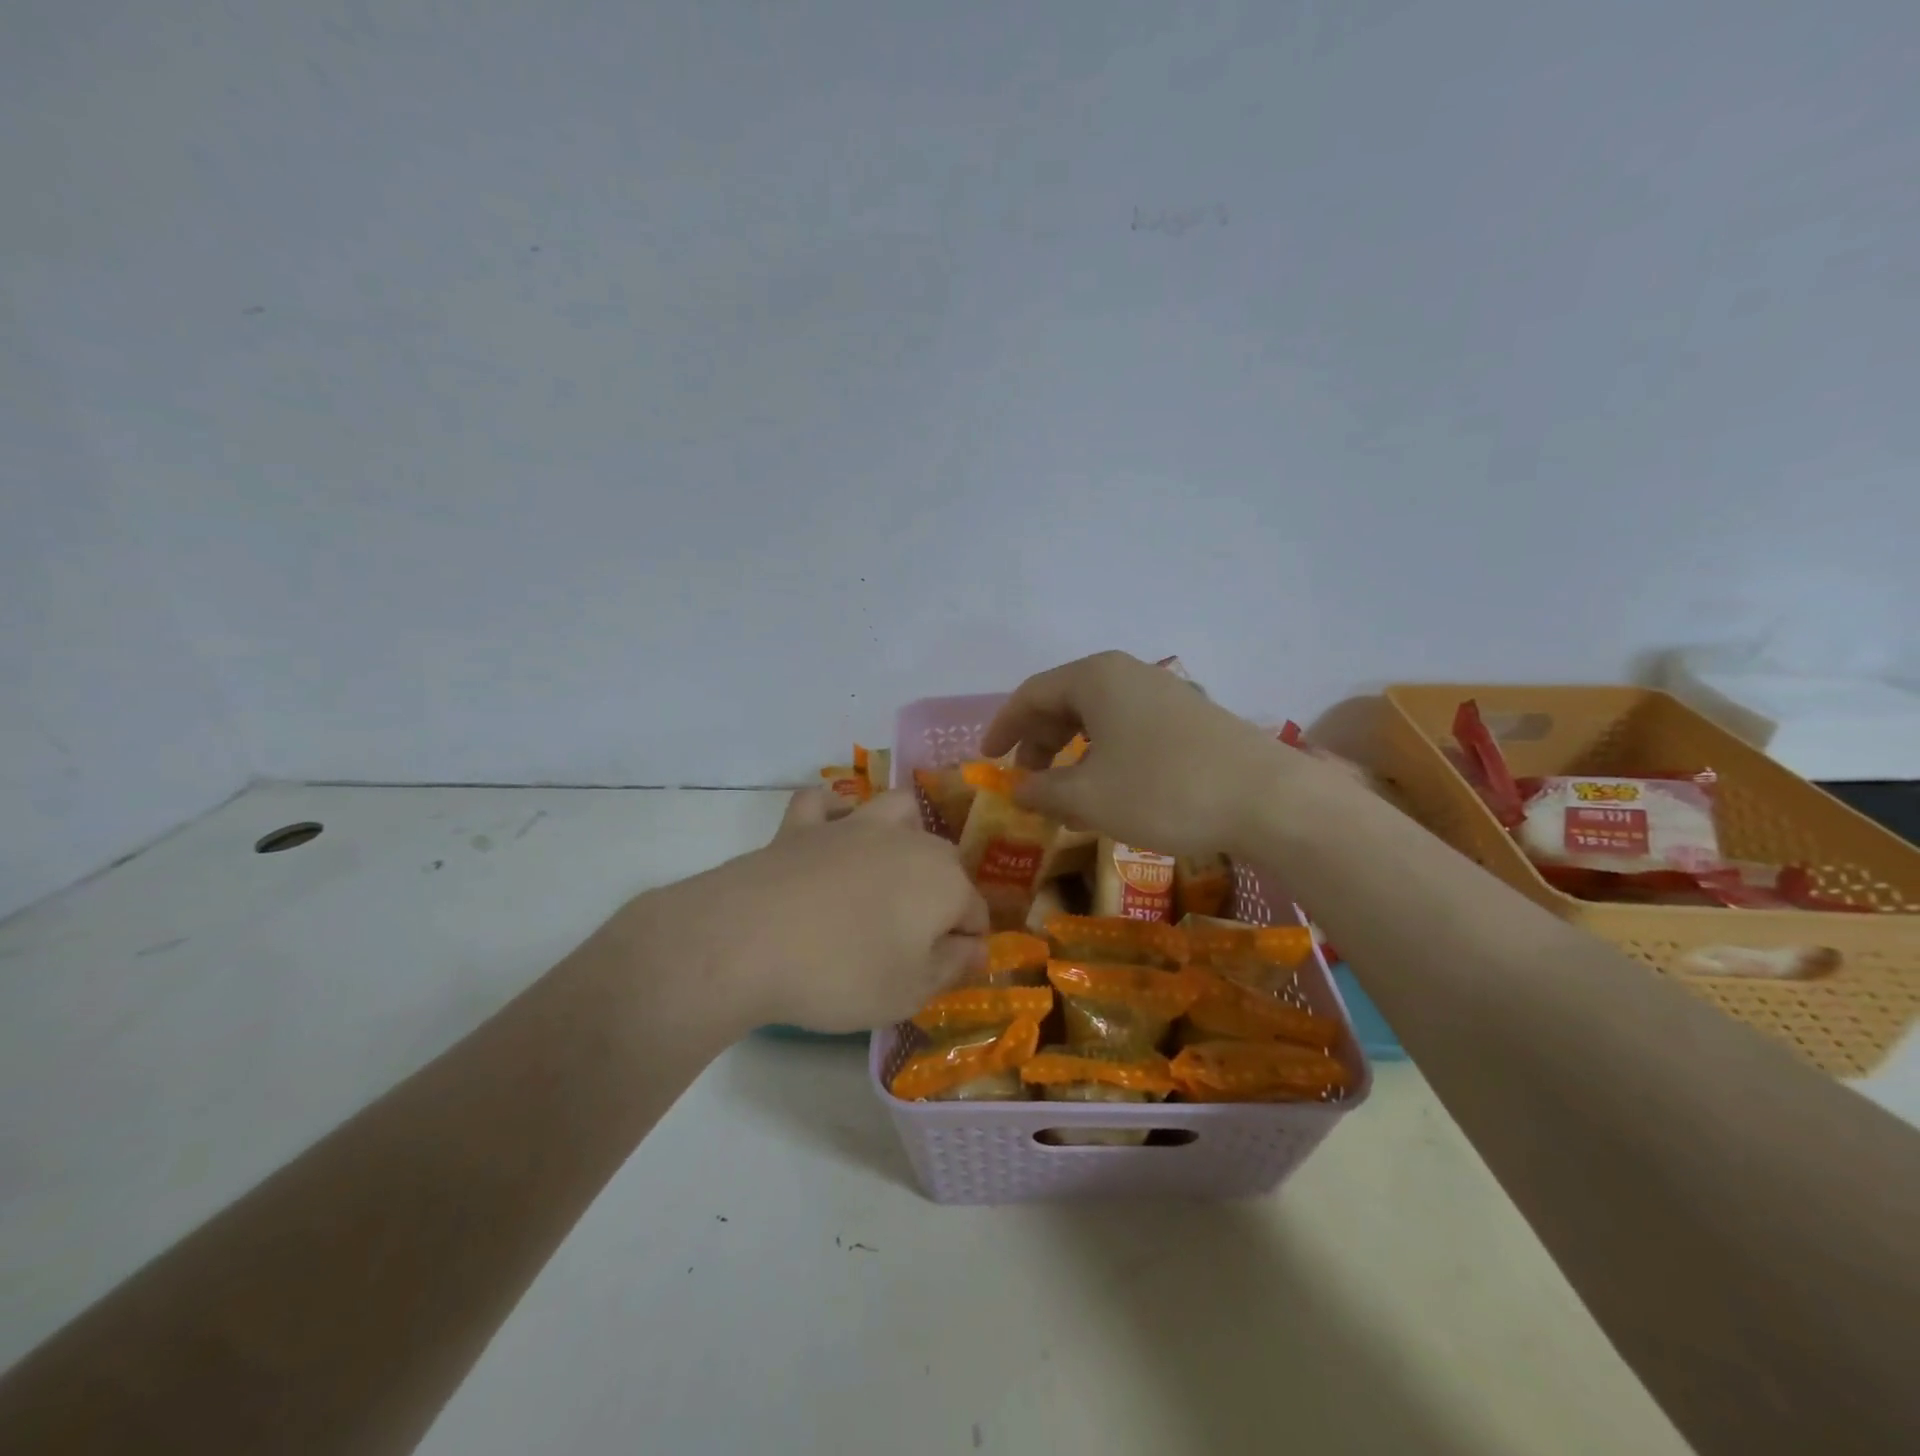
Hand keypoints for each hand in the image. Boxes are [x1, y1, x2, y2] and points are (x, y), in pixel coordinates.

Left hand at [622, 789, 988, 1033]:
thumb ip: (952, 967)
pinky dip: (830, 814)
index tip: (949, 971)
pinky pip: (823, 803)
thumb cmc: (842, 973)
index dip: (968, 943)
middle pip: (944, 860)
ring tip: (890, 866)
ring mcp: (852, 825)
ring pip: (897, 809)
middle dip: (943, 893)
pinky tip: (827, 835)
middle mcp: (907, 841)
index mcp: (943, 881)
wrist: (750, 940)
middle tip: (916, 938)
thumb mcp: (909, 992)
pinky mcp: (803, 825)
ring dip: (904, 832)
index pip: (975, 911)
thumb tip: (977, 948)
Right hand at [980, 651, 1294, 858]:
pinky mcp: (1190, 719)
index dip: (1003, 727)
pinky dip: (1105, 757)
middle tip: (1027, 780)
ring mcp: (1163, 694)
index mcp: (1095, 677)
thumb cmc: (1163, 790)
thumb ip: (1043, 791)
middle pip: (1065, 702)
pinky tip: (1110, 792)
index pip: (1031, 694)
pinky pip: (1129, 729)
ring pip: (1098, 718)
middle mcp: (1128, 674)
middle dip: (1039, 742)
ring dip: (1072, 754)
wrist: (1270, 800)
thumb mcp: (1089, 797)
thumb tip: (1020, 789)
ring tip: (1065, 795)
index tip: (987, 759)